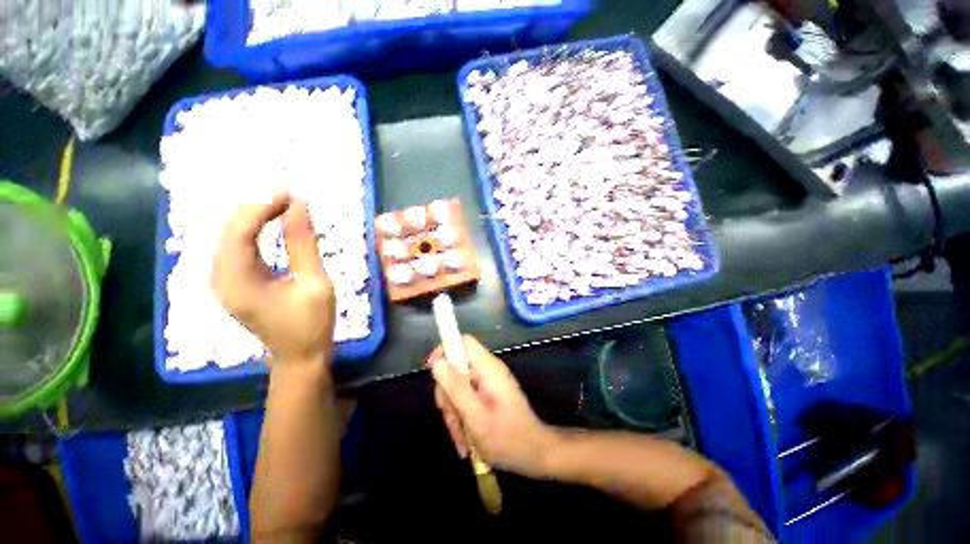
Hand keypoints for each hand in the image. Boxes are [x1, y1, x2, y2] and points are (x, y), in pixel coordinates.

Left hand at [211, 192, 335, 370]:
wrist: (299, 356)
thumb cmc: (311, 324)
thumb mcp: (314, 283)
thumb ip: (303, 244)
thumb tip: (299, 207)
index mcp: (237, 281)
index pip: (239, 231)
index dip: (261, 206)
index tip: (289, 191)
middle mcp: (220, 277)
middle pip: (229, 229)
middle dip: (257, 206)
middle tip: (289, 194)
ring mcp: (224, 280)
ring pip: (231, 235)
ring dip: (256, 215)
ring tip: (284, 203)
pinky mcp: (233, 282)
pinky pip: (238, 246)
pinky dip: (255, 229)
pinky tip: (273, 221)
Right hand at [429, 336, 556, 477]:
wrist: (535, 455)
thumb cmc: (508, 438)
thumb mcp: (476, 416)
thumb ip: (456, 387)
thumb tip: (437, 362)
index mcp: (488, 367)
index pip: (463, 342)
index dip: (445, 350)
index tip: (433, 373)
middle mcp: (487, 370)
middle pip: (455, 367)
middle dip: (447, 394)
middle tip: (451, 419)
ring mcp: (487, 382)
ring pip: (457, 386)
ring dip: (453, 410)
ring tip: (461, 438)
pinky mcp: (487, 394)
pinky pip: (465, 397)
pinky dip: (461, 415)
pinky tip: (465, 439)